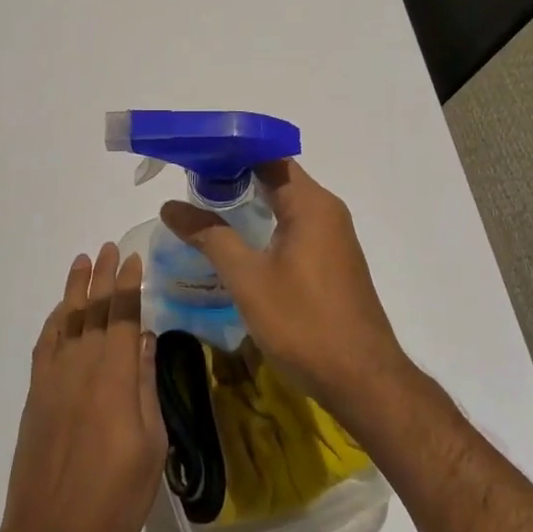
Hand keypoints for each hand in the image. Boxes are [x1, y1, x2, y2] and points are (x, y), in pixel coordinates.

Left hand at [0, 244, 166, 531]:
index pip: (122, 318)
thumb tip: (144, 340)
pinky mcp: (36, 397)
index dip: (128, 286)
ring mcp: (53, 382)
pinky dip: (53, 322)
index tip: (134, 259)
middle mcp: (81, 370)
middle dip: (102, 277)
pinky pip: (44, 347)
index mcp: (113, 380)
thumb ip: (144, 387)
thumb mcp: (150, 446)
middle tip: (109, 247)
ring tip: (82, 261)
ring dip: (75, 290)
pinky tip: (61, 311)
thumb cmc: (113, 498)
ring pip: (66, 322)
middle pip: (92, 311)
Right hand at [160, 160, 413, 421]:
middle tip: (190, 185)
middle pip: (277, 178)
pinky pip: (295, 228)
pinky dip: (266, 225)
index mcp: (311, 203)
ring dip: (249, 203)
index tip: (193, 157)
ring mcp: (333, 237)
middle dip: (234, 177)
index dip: (231, 152)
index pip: (268, 157)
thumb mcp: (248, 278)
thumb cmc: (303, 322)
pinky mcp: (332, 261)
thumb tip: (171, 206)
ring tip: (205, 210)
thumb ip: (210, 237)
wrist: (361, 379)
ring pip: (286, 205)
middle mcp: (327, 211)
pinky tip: (239, 243)